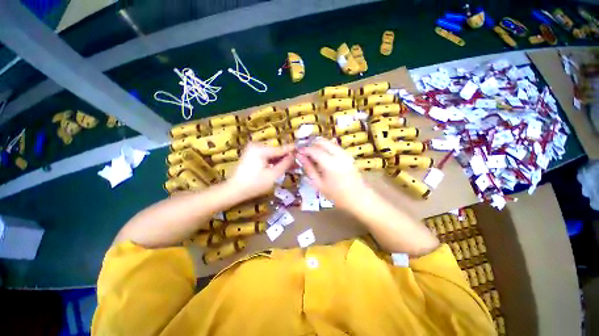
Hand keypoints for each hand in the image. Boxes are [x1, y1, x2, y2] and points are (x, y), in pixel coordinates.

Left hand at [228, 142, 294, 198]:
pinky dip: (274, 162)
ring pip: (272, 154)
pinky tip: (282, 166)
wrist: (234, 190)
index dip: (292, 150)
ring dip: (281, 160)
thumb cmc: (253, 185)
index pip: (281, 149)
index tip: (303, 150)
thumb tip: (294, 156)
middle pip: (277, 151)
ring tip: (293, 166)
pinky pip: (267, 157)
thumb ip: (284, 164)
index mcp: (260, 149)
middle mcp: (256, 146)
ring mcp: (253, 150)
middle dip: (287, 157)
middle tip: (298, 163)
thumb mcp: (272, 175)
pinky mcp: (252, 155)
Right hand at [297, 138, 368, 210]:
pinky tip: (321, 155)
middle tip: (304, 150)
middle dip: (311, 143)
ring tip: (311, 153)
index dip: (304, 149)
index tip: (297, 151)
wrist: (359, 199)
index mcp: (330, 164)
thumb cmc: (337, 196)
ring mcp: (345, 154)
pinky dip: (326, 147)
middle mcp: (338, 155)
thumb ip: (309, 169)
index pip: (314, 150)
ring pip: (329, 142)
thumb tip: (300, 157)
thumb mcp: (319, 184)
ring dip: (319, 144)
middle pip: (322, 141)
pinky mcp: (348, 155)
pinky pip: (334, 146)